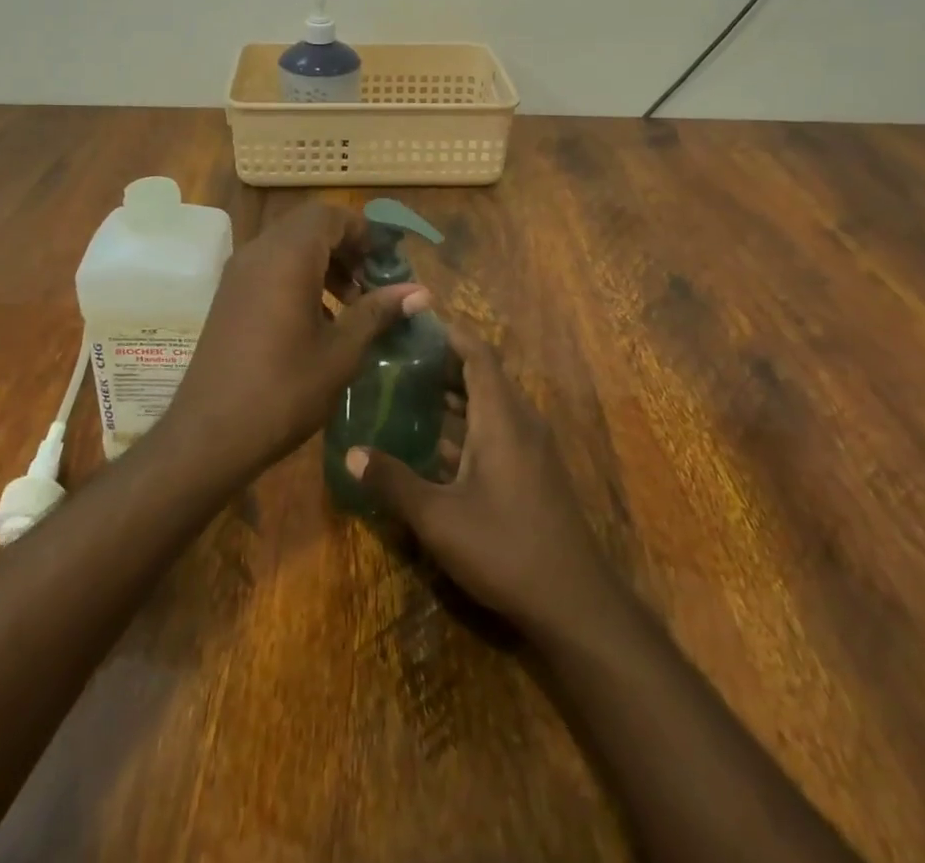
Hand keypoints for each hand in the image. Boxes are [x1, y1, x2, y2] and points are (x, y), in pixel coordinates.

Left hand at [162, 201, 428, 483]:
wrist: (209, 435)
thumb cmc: (283, 391)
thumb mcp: (341, 352)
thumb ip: (378, 312)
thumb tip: (422, 292)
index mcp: (288, 257)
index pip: (330, 215)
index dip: (363, 232)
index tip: (388, 263)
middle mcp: (259, 252)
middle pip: (309, 226)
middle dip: (345, 246)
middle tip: (372, 282)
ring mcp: (238, 273)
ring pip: (289, 245)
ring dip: (323, 262)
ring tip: (350, 303)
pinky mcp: (229, 295)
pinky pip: (270, 266)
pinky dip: (298, 276)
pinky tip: (317, 319)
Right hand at [346, 322, 616, 633]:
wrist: (574, 602)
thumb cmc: (505, 548)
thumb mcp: (439, 518)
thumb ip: (394, 482)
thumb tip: (351, 453)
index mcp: (502, 417)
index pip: (478, 353)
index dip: (449, 333)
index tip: (414, 323)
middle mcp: (520, 421)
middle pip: (482, 375)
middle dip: (442, 363)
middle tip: (396, 358)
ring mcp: (530, 447)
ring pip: (489, 404)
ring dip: (453, 396)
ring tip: (407, 392)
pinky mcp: (533, 471)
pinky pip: (497, 428)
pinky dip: (466, 424)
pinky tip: (434, 442)